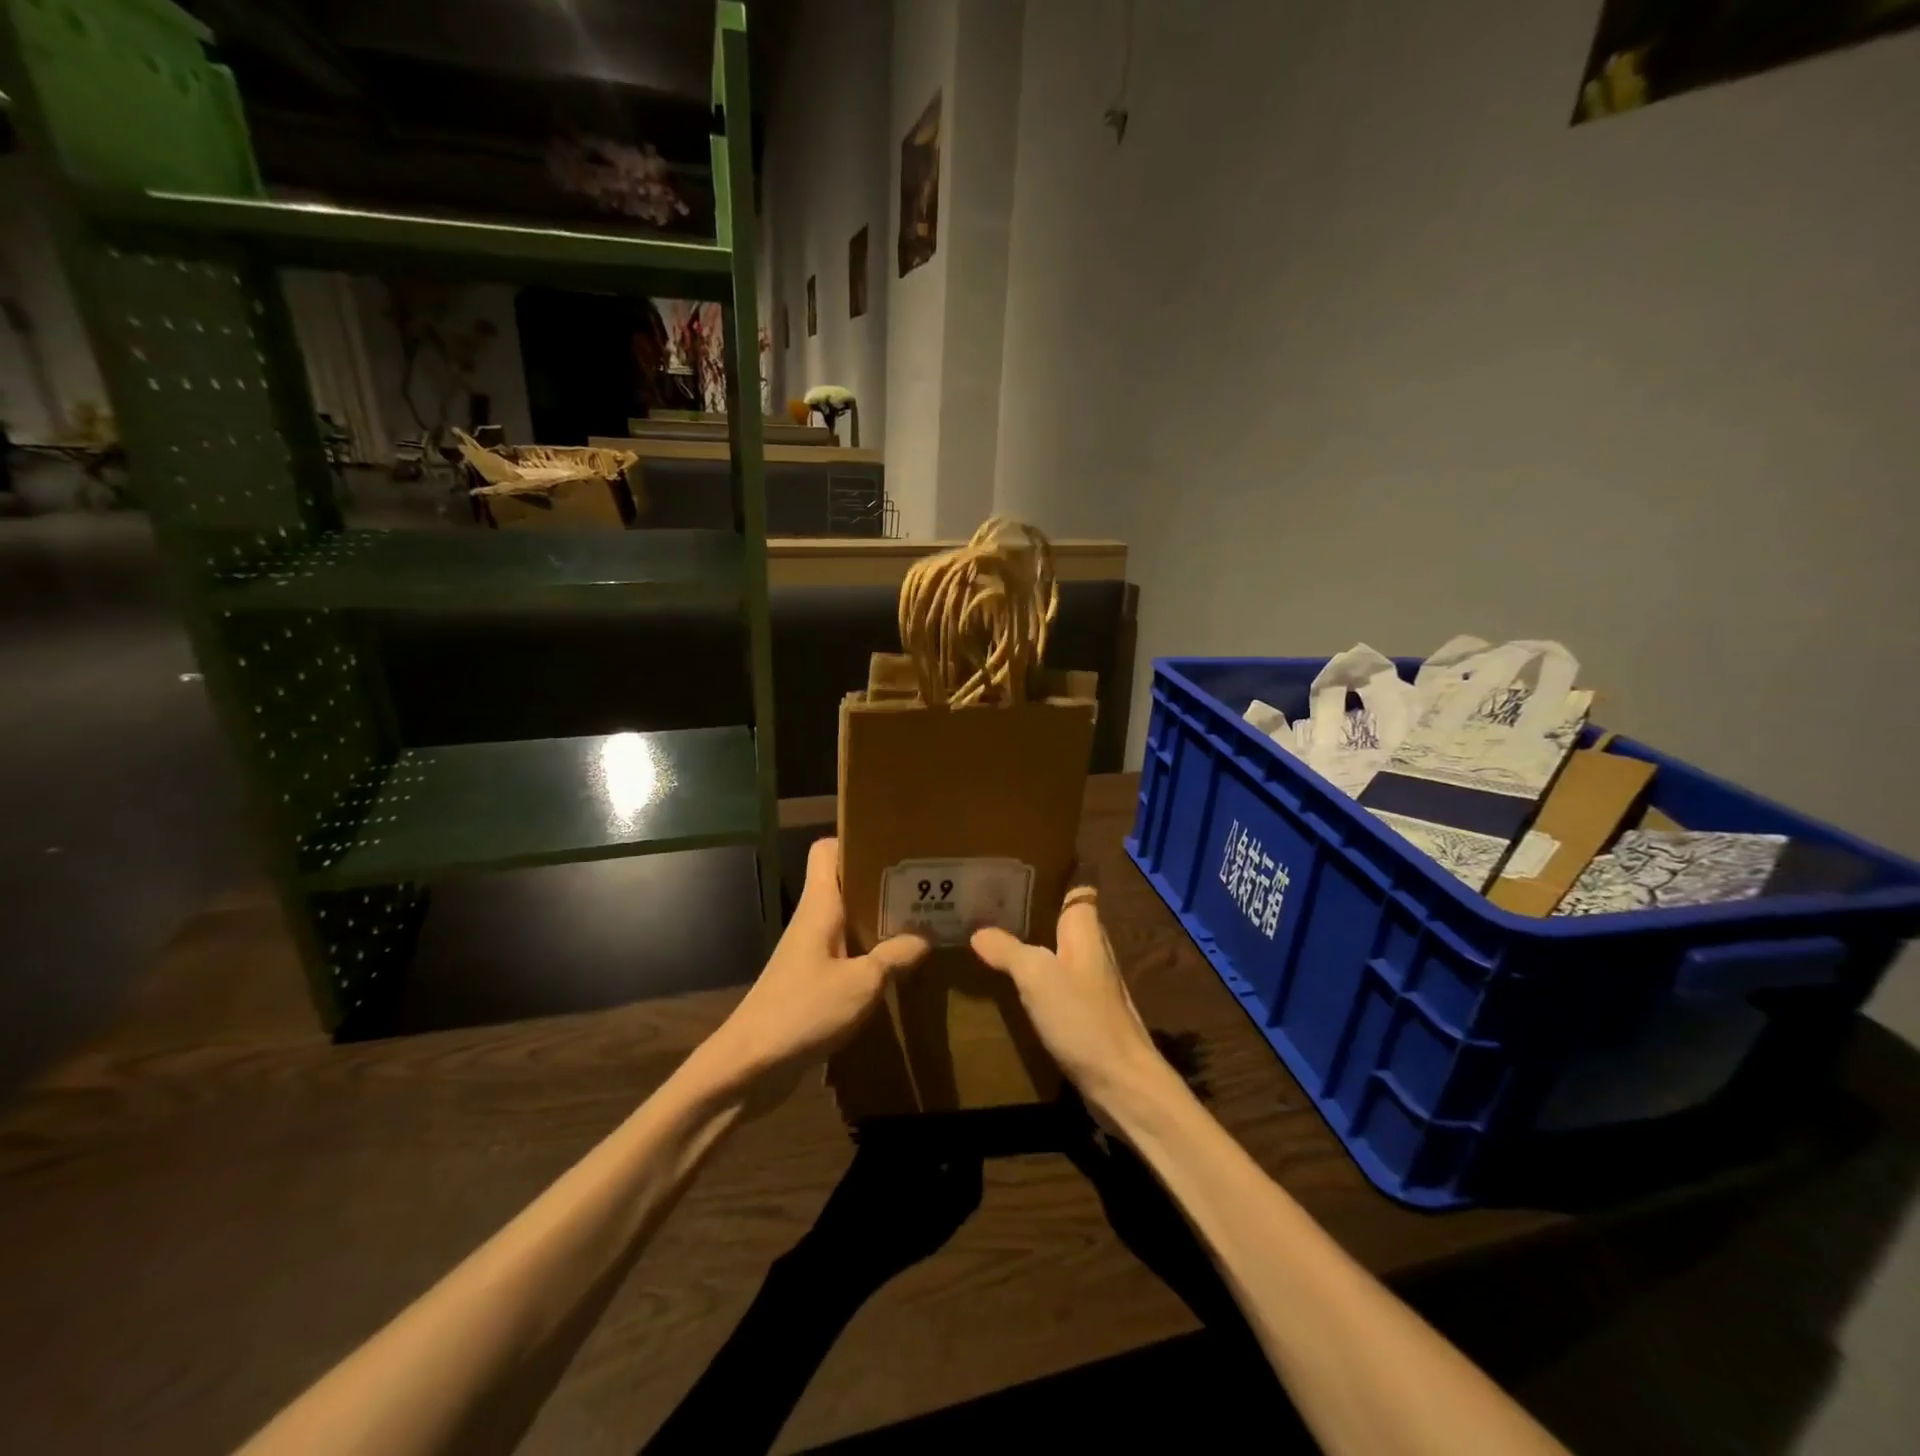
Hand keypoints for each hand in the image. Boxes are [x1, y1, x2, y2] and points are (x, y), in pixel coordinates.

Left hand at [695, 837, 928, 1111]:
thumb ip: (895, 956)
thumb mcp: (862, 984)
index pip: (827, 850)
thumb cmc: (803, 1011)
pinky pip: (846, 953)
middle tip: (924, 887)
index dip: (855, 840)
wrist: (748, 1067)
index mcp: (820, 905)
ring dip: (879, 921)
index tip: (894, 846)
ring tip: (922, 922)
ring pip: (848, 920)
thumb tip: (924, 938)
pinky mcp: (811, 981)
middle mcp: (813, 920)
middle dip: (882, 882)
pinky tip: (898, 968)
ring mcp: (810, 951)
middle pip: (845, 884)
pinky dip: (870, 954)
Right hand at [971, 888, 1165, 1113]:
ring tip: (990, 936)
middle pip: (1061, 919)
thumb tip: (978, 932)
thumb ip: (1008, 949)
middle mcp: (1091, 949)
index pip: (1075, 889)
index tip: (1016, 870)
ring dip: (1030, 943)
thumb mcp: (1037, 977)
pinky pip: (1055, 981)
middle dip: (1031, 909)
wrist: (1121, 1083)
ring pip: (1056, 950)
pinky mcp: (1085, 1012)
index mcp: (1086, 930)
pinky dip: (1034, 976)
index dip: (1051, 876)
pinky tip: (1009, 982)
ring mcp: (1090, 983)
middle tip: (988, 903)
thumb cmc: (1082, 1018)